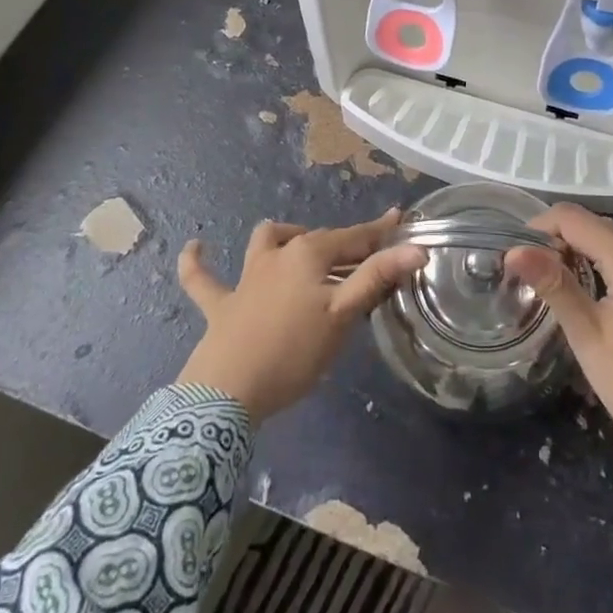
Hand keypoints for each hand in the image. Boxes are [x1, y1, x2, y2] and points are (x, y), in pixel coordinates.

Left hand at [175, 209, 426, 421]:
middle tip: (370, 258)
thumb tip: (417, 248)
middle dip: (346, 245)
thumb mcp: (343, 315)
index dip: (380, 233)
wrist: (228, 391)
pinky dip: (197, 264)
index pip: (354, 238)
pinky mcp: (220, 304)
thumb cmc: (293, 351)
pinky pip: (203, 279)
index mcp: (309, 254)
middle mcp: (278, 254)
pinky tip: (195, 247)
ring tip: (299, 244)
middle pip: (319, 241)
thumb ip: (377, 278)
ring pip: (266, 242)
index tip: (400, 220)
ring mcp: (246, 278)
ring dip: (284, 238)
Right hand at [506, 204, 612, 461]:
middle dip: (557, 236)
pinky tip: (577, 284)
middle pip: (593, 224)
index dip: (540, 226)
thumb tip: (514, 250)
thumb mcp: (586, 332)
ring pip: (607, 239)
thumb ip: (552, 284)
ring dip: (575, 247)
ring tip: (546, 275)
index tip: (515, 252)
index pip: (575, 219)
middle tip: (528, 266)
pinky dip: (595, 260)